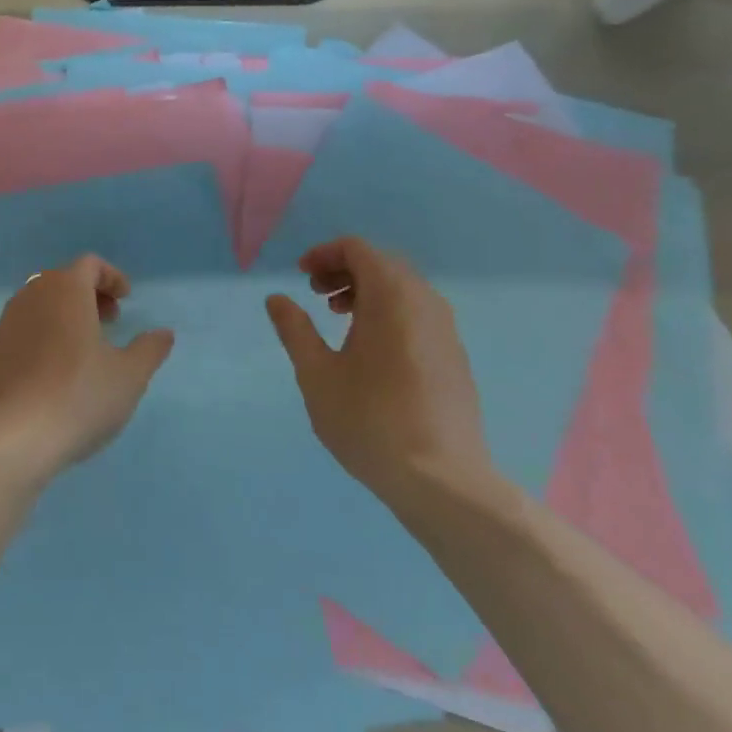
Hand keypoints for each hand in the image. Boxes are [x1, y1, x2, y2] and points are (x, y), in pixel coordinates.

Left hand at [0, 255, 174, 485]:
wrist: (8, 438)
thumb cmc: (77, 396)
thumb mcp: (129, 376)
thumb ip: (149, 350)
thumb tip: (163, 334)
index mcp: (65, 290)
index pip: (89, 265)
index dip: (111, 277)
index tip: (126, 299)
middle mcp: (32, 296)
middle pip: (63, 281)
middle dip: (90, 295)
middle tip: (110, 321)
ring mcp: (6, 324)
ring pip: (41, 305)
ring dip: (66, 316)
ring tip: (86, 349)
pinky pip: (25, 330)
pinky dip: (45, 336)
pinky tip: (56, 373)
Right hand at [265, 237, 495, 505]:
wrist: (442, 481)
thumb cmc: (370, 421)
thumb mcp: (317, 375)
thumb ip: (294, 330)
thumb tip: (276, 299)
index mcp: (391, 296)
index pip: (358, 249)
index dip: (325, 254)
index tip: (301, 276)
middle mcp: (424, 302)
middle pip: (382, 263)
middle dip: (344, 270)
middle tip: (315, 295)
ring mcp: (445, 330)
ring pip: (403, 288)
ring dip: (367, 291)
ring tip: (338, 319)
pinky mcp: (454, 356)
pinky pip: (418, 313)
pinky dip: (389, 312)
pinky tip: (370, 350)